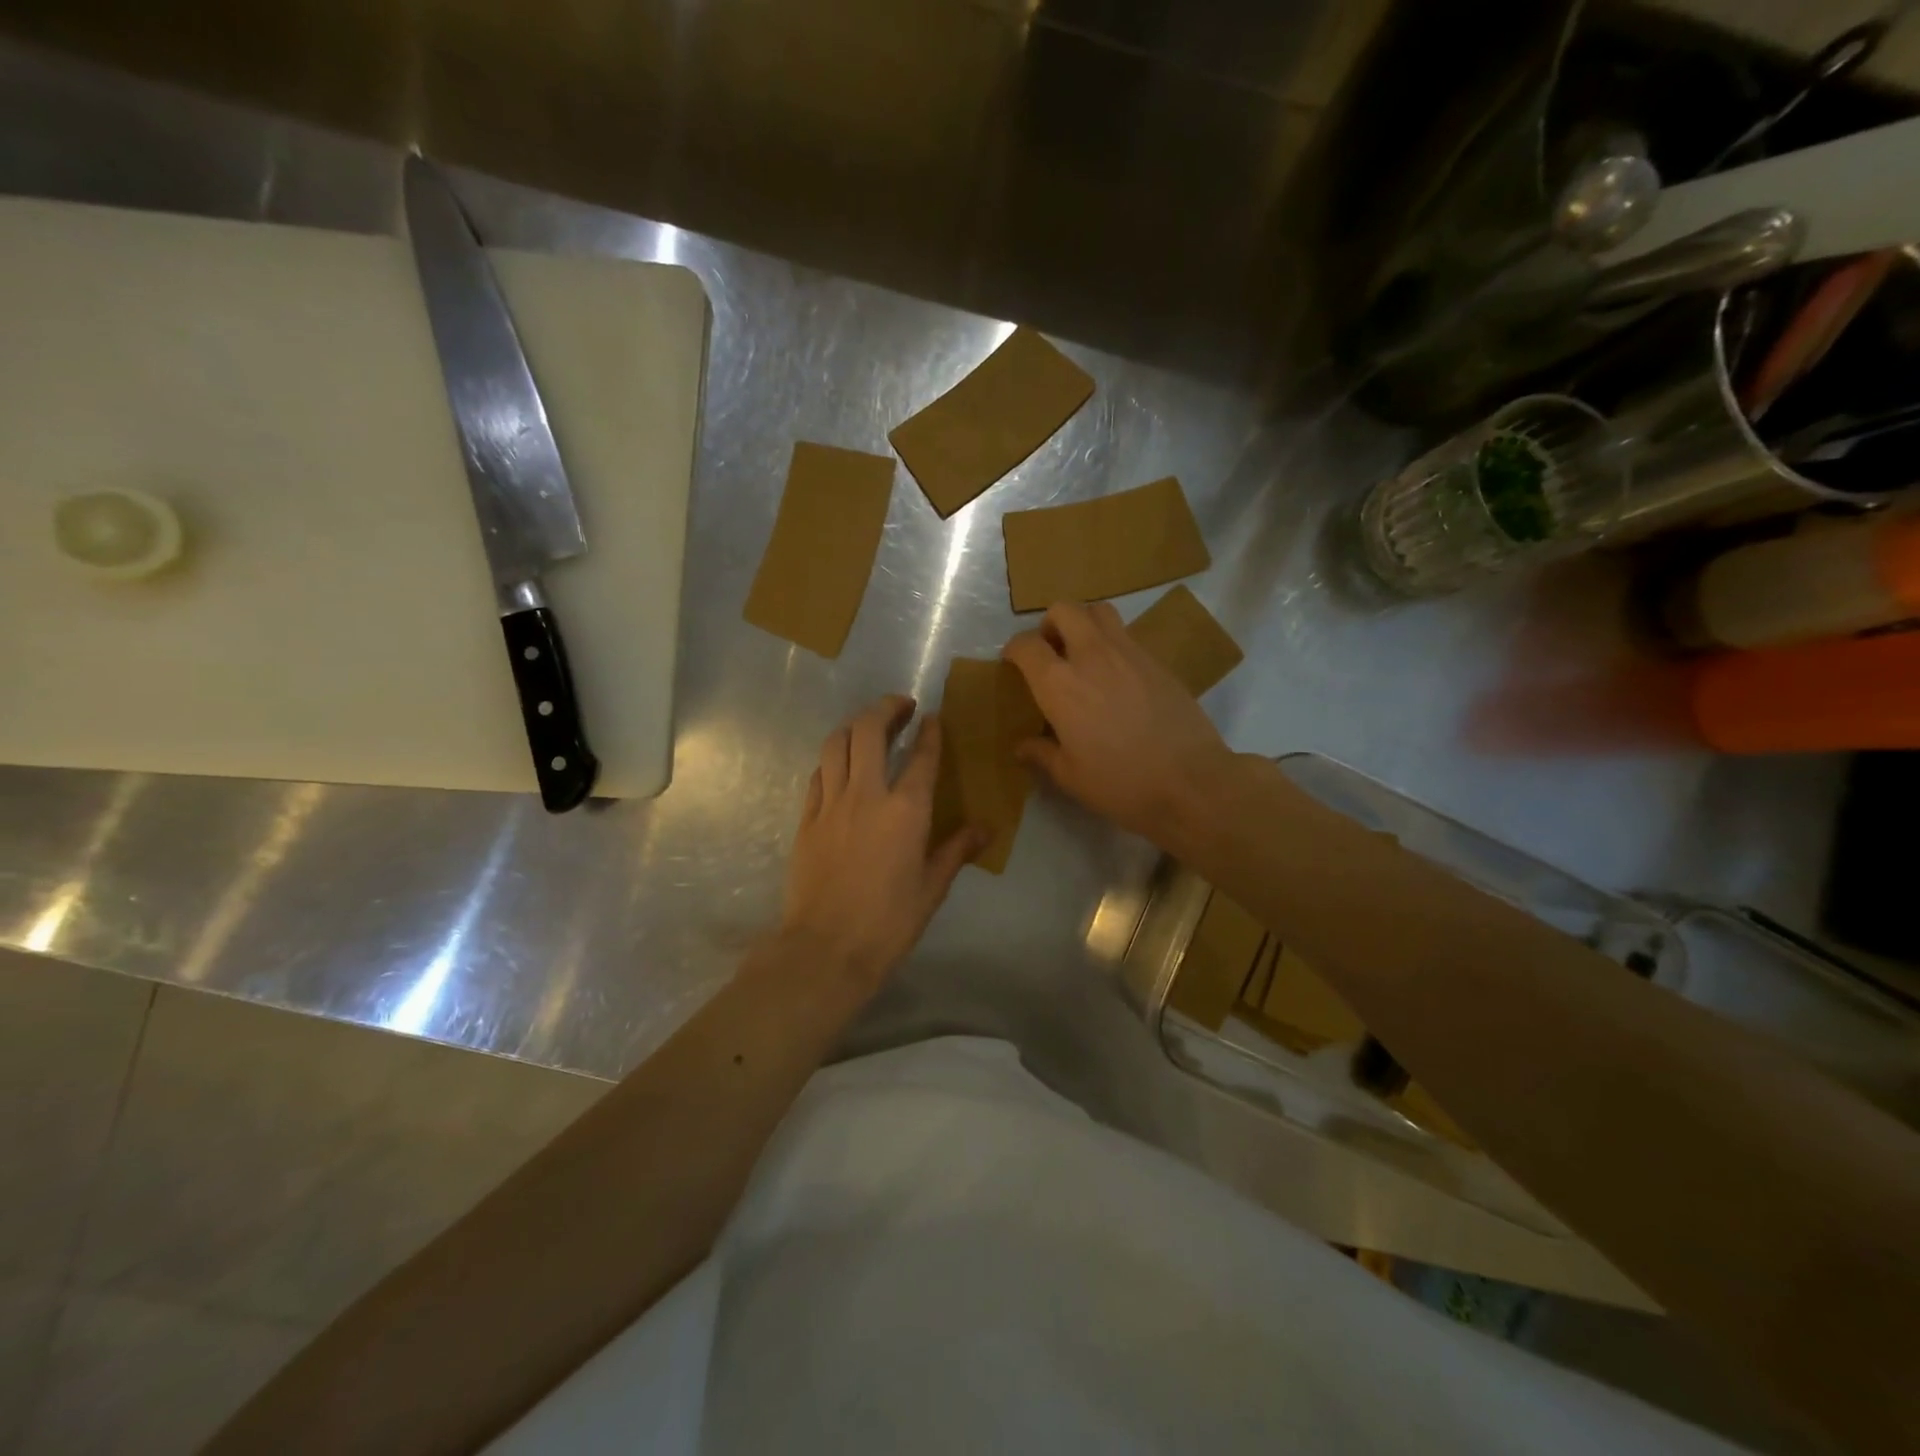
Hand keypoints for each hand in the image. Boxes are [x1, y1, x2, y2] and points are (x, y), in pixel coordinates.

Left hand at [781, 695, 983, 991]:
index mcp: (906, 810)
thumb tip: (984, 828)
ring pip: (836, 743)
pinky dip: (832, 759)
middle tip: (900, 706)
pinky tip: (840, 765)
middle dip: (885, 708)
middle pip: (868, 730)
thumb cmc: (888, 923)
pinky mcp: (806, 819)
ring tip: (868, 726)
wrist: (825, 949)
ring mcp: (831, 804)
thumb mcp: (932, 889)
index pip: (922, 756)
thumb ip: (956, 850)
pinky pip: (818, 774)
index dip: (930, 731)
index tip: (933, 717)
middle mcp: (867, 794)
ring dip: (854, 725)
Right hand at [1003, 601, 1235, 844]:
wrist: (1190, 782)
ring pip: (1099, 611)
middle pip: (1064, 610)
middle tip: (1051, 651)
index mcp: (1059, 684)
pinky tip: (1116, 676)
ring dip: (1083, 623)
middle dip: (1049, 624)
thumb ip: (1042, 754)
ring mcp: (1128, 653)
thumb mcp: (1070, 777)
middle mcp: (1091, 656)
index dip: (1014, 649)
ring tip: (1083, 654)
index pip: (1026, 645)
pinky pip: (1127, 635)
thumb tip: (1022, 746)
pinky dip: (1112, 643)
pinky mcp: (1157, 660)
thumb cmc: (1120, 783)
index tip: (1013, 662)